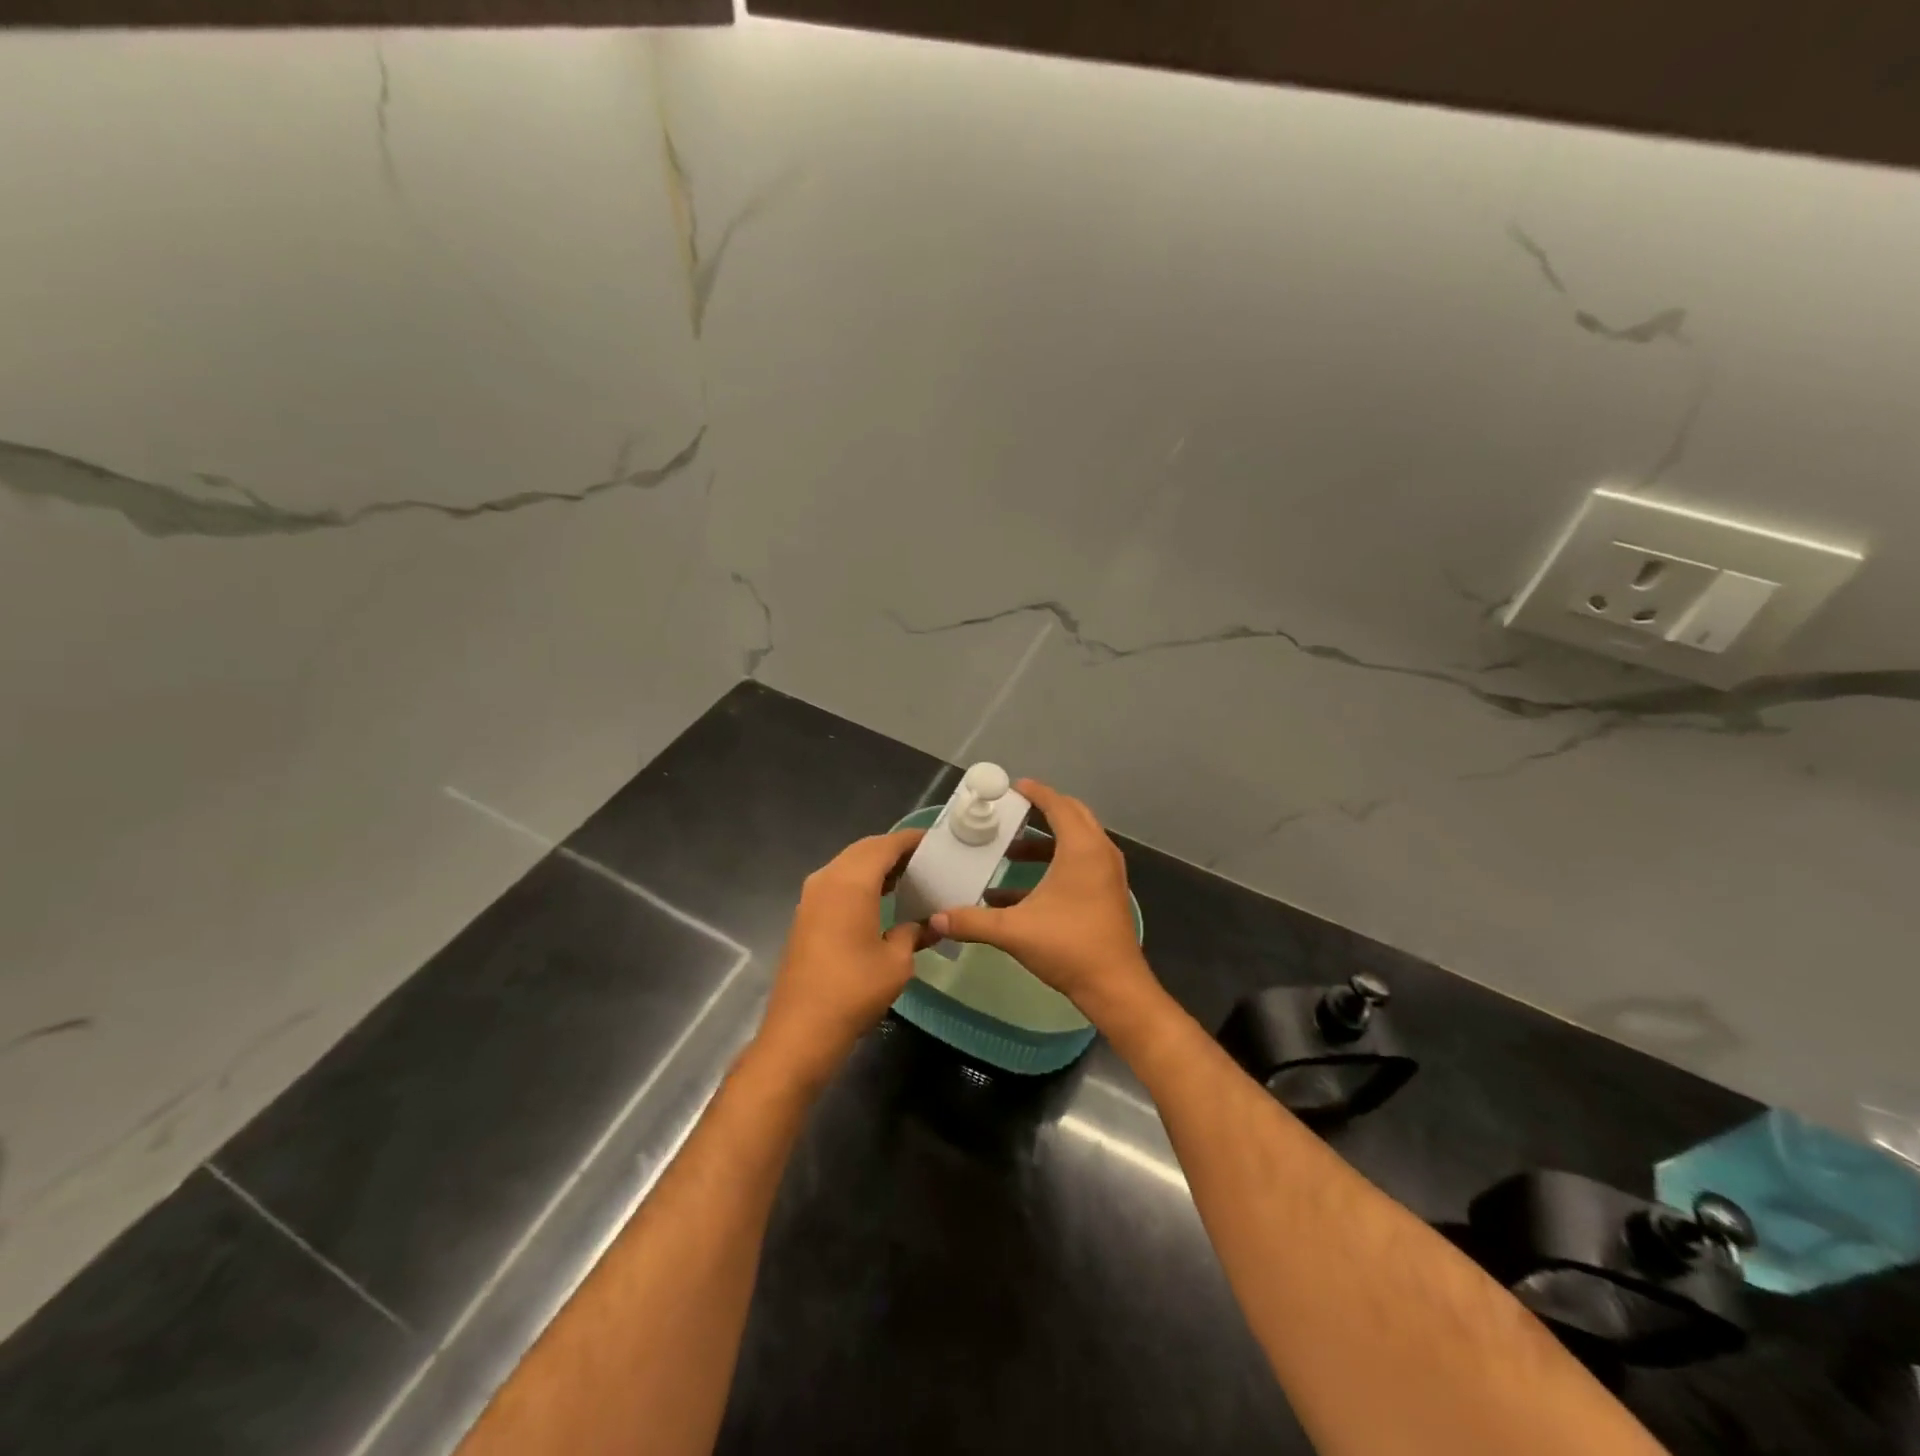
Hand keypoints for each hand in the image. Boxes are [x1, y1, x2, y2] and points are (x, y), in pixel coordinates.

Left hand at [753, 828, 925, 1089]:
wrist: (801, 1030)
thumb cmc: (854, 990)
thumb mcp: (897, 962)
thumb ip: (913, 933)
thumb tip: (928, 924)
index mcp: (851, 882)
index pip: (885, 845)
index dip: (911, 840)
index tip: (936, 841)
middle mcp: (827, 880)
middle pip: (864, 850)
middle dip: (893, 850)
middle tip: (926, 859)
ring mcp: (811, 898)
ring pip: (848, 866)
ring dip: (875, 866)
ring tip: (908, 877)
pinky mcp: (805, 916)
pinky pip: (837, 884)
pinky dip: (860, 882)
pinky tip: (881, 900)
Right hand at [930, 780, 1156, 1019]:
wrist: (1114, 987)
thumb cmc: (1068, 946)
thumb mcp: (1013, 931)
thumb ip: (972, 921)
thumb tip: (935, 919)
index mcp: (1081, 849)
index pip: (1058, 805)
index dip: (1035, 792)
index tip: (1012, 787)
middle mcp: (1099, 853)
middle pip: (1072, 816)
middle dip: (1043, 810)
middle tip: (1011, 812)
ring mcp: (1107, 874)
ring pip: (1076, 842)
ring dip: (1045, 842)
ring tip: (1010, 852)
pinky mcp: (1107, 893)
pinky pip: (1080, 863)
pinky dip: (1053, 865)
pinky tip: (1018, 891)